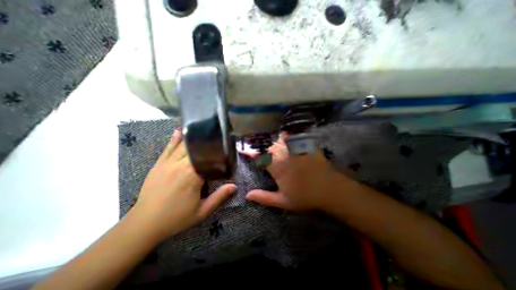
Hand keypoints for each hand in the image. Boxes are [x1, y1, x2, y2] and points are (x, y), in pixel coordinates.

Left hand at [133, 131, 236, 239]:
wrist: (144, 224)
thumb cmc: (176, 218)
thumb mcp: (202, 211)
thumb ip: (219, 197)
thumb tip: (234, 186)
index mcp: (193, 175)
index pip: (208, 158)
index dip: (217, 151)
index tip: (225, 147)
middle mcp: (181, 165)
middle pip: (196, 148)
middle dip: (207, 143)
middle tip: (216, 137)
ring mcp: (167, 163)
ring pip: (183, 146)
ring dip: (193, 138)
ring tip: (202, 130)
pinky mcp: (158, 165)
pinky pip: (168, 149)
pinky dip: (175, 140)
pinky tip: (179, 132)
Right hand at [241, 132, 350, 210]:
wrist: (330, 189)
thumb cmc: (305, 197)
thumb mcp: (283, 201)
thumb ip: (264, 197)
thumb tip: (247, 195)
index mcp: (276, 167)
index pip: (259, 157)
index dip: (250, 153)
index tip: (244, 150)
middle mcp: (283, 155)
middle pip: (268, 147)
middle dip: (260, 146)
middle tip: (255, 145)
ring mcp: (295, 149)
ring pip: (279, 140)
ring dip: (272, 140)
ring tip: (267, 140)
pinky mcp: (305, 146)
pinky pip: (293, 137)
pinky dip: (287, 136)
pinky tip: (285, 136)